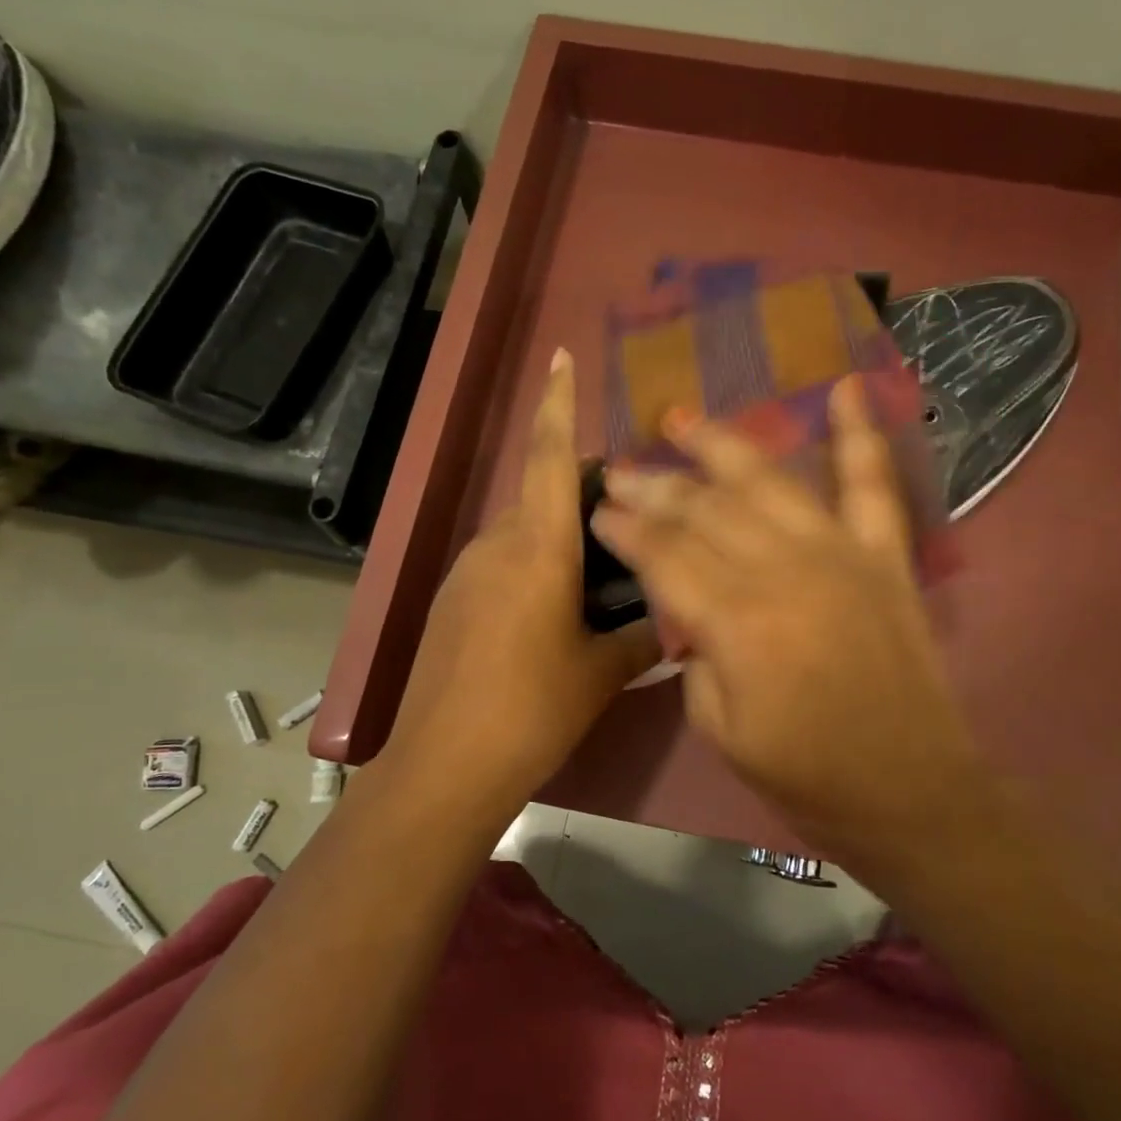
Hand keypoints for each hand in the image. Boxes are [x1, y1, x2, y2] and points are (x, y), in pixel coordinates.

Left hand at [378, 349, 658, 818]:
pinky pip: (502, 562)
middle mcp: (497, 545)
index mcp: (537, 548)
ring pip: (523, 531)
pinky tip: (558, 614)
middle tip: (631, 521)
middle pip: (541, 494)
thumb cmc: (533, 709)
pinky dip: (535, 566)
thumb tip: (675, 622)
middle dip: (583, 493)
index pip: (548, 457)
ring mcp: (467, 572)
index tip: (561, 357)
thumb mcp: (601, 672)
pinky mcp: (452, 601)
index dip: (557, 403)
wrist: (445, 764)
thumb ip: (643, 636)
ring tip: (603, 577)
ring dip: (561, 536)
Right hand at [590, 377, 985, 876]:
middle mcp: (786, 570)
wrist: (911, 792)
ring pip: (769, 480)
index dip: (625, 529)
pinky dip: (861, 434)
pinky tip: (846, 387)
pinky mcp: (886, 558)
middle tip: (619, 468)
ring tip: (681, 416)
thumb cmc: (807, 778)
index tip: (596, 509)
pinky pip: (873, 486)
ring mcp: (842, 555)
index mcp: (739, 622)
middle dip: (654, 484)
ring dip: (721, 443)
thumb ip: (697, 658)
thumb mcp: (722, 730)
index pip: (664, 555)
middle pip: (706, 509)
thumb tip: (693, 610)